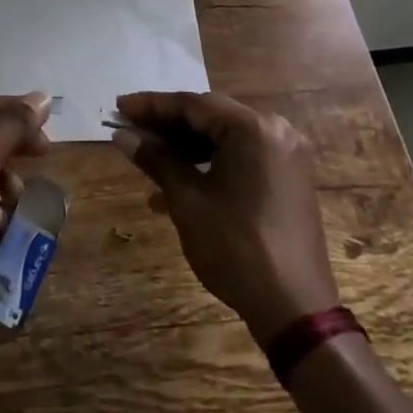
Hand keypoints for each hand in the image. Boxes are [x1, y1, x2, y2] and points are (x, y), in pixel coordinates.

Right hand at [114, 91, 339, 340]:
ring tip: (145, 158)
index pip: (193, 104)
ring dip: (183, 147)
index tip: (118, 107)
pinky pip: (238, 158)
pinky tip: (173, 187)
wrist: (294, 309)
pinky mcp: (286, 179)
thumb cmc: (236, 246)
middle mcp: (275, 132)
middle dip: (166, 125)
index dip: (151, 106)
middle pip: (209, 117)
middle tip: (127, 129)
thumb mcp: (187, 199)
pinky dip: (206, 165)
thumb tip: (122, 135)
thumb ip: (155, 158)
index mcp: (253, 129)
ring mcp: (284, 157)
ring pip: (222, 139)